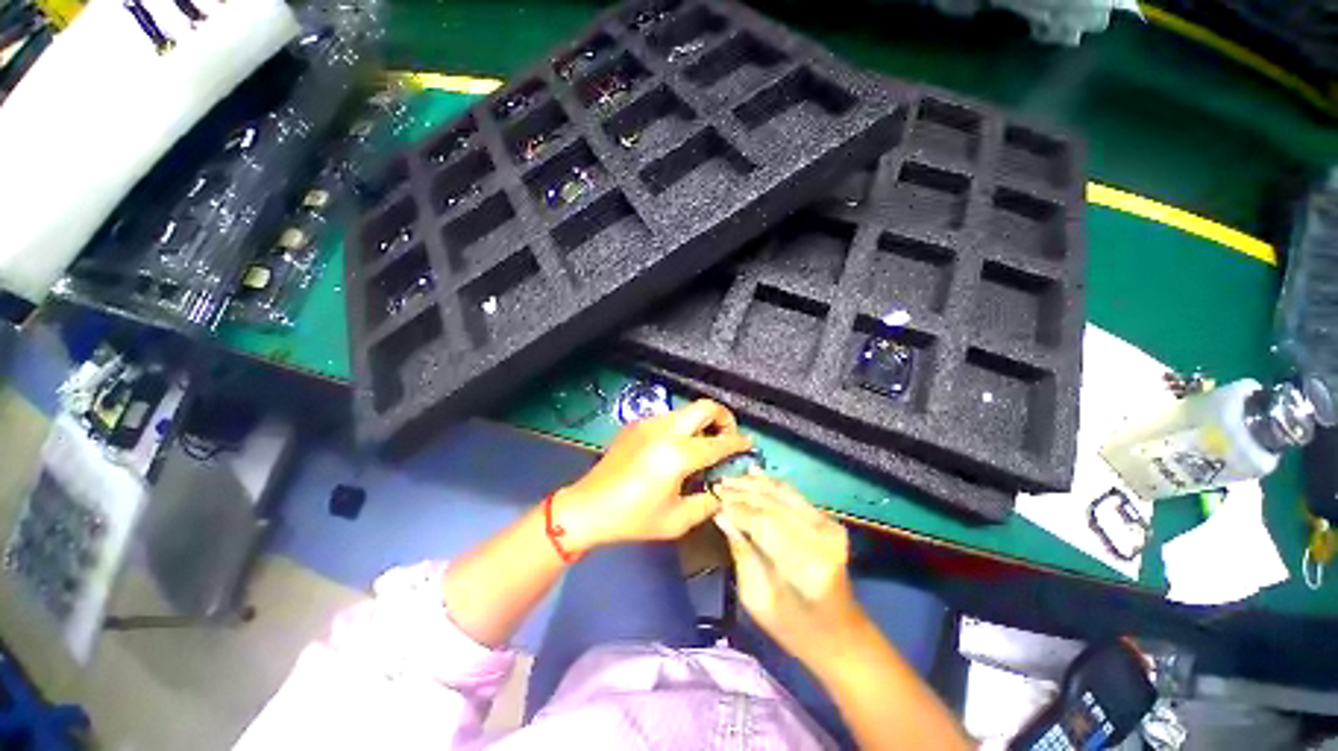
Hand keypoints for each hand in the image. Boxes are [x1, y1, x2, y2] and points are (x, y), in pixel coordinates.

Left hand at [554, 399, 751, 552]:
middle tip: (726, 437)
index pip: (718, 442)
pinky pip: (668, 418)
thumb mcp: (676, 520)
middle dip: (724, 418)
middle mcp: (665, 430)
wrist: (588, 507)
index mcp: (677, 455)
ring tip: (701, 446)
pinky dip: (681, 427)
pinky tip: (674, 449)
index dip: (738, 442)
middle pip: (705, 406)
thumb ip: (707, 502)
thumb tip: (722, 490)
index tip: (749, 444)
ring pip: (686, 410)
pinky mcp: (636, 424)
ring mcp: (648, 423)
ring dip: (701, 422)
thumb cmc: (633, 518)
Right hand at [714, 474, 863, 667]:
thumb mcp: (756, 598)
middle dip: (741, 493)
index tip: (714, 499)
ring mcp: (828, 526)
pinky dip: (771, 483)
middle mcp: (821, 539)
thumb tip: (721, 515)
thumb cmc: (793, 628)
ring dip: (753, 484)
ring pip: (782, 493)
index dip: (736, 509)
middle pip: (772, 504)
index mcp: (806, 567)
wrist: (839, 633)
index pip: (763, 523)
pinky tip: (753, 473)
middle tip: (717, 485)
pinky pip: (793, 494)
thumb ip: (741, 552)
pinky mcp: (828, 520)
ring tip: (729, 479)